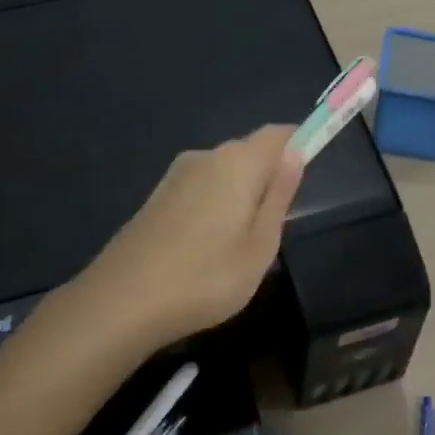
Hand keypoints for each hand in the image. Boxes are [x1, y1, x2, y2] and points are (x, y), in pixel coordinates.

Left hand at [77, 125, 304, 348]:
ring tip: (241, 244)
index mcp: (238, 162)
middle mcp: (206, 156)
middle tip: (277, 225)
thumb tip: (295, 156)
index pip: (278, 134)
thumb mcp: (260, 246)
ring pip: (223, 172)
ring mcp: (176, 175)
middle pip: (249, 151)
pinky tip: (209, 245)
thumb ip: (279, 196)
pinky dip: (215, 204)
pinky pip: (201, 187)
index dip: (300, 142)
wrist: (123, 300)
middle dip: (269, 175)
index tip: (311, 168)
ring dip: (241, 193)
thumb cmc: (206, 276)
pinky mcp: (157, 196)